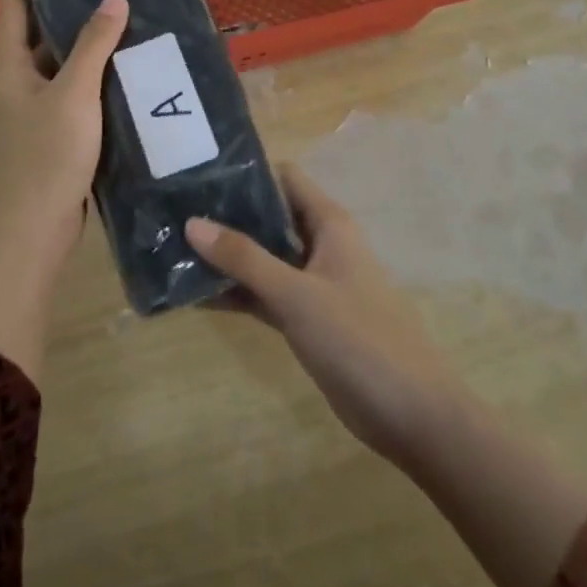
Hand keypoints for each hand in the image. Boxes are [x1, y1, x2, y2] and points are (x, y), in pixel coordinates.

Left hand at [0, 0, 127, 379]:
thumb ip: (92, 45)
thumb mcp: (72, 94)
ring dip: (85, 31)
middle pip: (39, 24)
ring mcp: (39, 103)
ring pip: (63, 55)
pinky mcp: (60, 125)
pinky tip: (128, 56)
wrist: (35, 229)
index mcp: (10, 63)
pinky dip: (98, 66)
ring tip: (120, 0)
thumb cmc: (45, 156)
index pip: (13, 1)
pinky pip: (79, 83)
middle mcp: (20, 77)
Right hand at [185, 166, 469, 468]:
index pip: (284, 178)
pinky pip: (265, 294)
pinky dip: (237, 292)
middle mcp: (321, 244)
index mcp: (329, 224)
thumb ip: (245, 259)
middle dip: (227, 215)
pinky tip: (196, 294)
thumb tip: (192, 222)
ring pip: (264, 257)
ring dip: (227, 256)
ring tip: (174, 248)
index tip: (199, 173)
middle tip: (174, 211)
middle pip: (269, 216)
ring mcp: (314, 283)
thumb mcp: (296, 294)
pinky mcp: (308, 318)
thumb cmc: (359, 338)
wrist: (412, 414)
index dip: (245, 172)